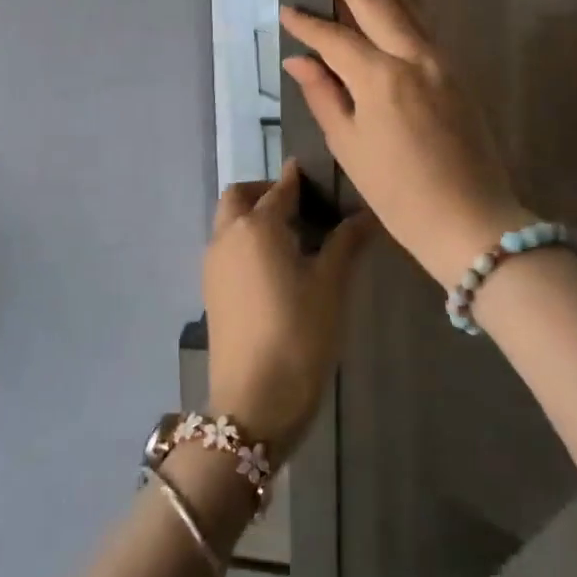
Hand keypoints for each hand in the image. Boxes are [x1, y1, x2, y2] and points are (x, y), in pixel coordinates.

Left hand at [203, 163, 372, 462]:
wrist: (253, 402)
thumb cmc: (298, 334)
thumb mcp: (330, 286)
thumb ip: (346, 243)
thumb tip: (365, 214)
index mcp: (257, 226)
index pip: (280, 188)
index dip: (299, 178)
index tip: (318, 173)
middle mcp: (228, 235)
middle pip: (240, 196)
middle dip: (266, 191)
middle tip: (301, 206)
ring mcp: (213, 263)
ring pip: (229, 221)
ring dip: (253, 215)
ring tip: (293, 236)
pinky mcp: (211, 289)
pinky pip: (226, 246)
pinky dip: (245, 240)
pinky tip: (276, 265)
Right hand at [280, 0, 529, 289]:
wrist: (474, 221)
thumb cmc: (402, 195)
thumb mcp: (352, 149)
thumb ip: (324, 96)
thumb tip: (299, 58)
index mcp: (382, 79)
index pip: (335, 38)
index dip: (307, 24)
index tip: (284, 9)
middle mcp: (413, 56)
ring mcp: (440, 58)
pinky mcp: (454, 67)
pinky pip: (424, 17)